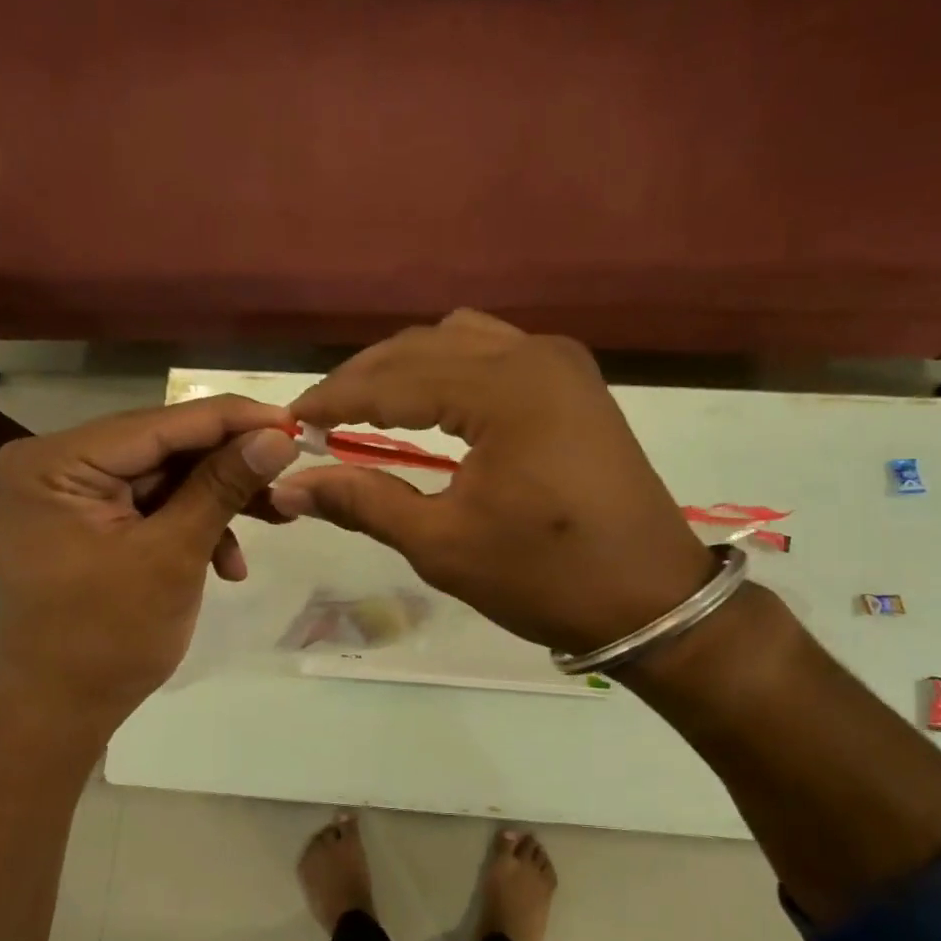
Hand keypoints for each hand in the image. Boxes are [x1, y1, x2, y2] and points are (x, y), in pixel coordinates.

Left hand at [0, 397, 297, 727]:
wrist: (62, 712)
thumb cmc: (108, 638)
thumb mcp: (173, 555)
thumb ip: (223, 487)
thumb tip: (278, 437)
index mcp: (56, 463)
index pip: (160, 424)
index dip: (232, 420)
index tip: (293, 421)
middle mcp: (56, 465)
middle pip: (164, 448)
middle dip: (231, 468)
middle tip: (291, 473)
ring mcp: (70, 494)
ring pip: (166, 478)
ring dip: (219, 502)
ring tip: (278, 519)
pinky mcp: (88, 521)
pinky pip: (153, 507)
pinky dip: (193, 528)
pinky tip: (228, 565)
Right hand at [272, 311, 713, 654]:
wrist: (650, 599)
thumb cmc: (544, 578)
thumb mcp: (443, 545)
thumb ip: (364, 502)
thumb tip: (289, 486)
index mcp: (505, 389)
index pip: (395, 378)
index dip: (336, 399)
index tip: (290, 422)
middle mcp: (535, 354)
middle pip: (425, 346)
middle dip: (366, 379)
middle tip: (320, 418)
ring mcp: (562, 363)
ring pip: (460, 341)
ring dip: (407, 368)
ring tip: (367, 408)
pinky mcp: (576, 383)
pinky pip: (495, 355)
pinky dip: (450, 371)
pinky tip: (429, 404)